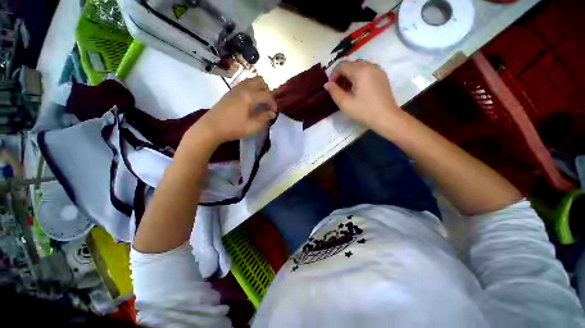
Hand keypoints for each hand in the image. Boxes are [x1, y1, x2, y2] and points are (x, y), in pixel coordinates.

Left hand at [195, 76, 276, 143]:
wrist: (212, 127)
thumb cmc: (234, 127)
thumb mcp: (253, 126)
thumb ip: (265, 118)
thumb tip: (272, 113)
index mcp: (250, 96)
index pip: (267, 95)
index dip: (273, 104)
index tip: (273, 113)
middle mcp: (243, 88)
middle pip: (260, 82)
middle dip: (268, 92)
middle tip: (267, 105)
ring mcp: (235, 88)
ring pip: (252, 80)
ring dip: (259, 88)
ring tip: (260, 101)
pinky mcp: (230, 91)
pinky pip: (244, 84)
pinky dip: (251, 88)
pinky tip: (250, 101)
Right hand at [324, 60, 400, 127]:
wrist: (386, 117)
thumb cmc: (364, 111)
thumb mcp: (345, 103)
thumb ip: (334, 92)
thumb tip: (327, 84)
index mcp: (360, 71)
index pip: (342, 65)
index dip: (333, 75)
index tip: (330, 86)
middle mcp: (370, 66)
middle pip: (351, 64)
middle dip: (341, 74)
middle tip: (337, 88)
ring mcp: (378, 70)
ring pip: (359, 67)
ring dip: (350, 75)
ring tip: (347, 89)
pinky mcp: (382, 76)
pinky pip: (367, 71)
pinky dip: (359, 76)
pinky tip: (357, 89)